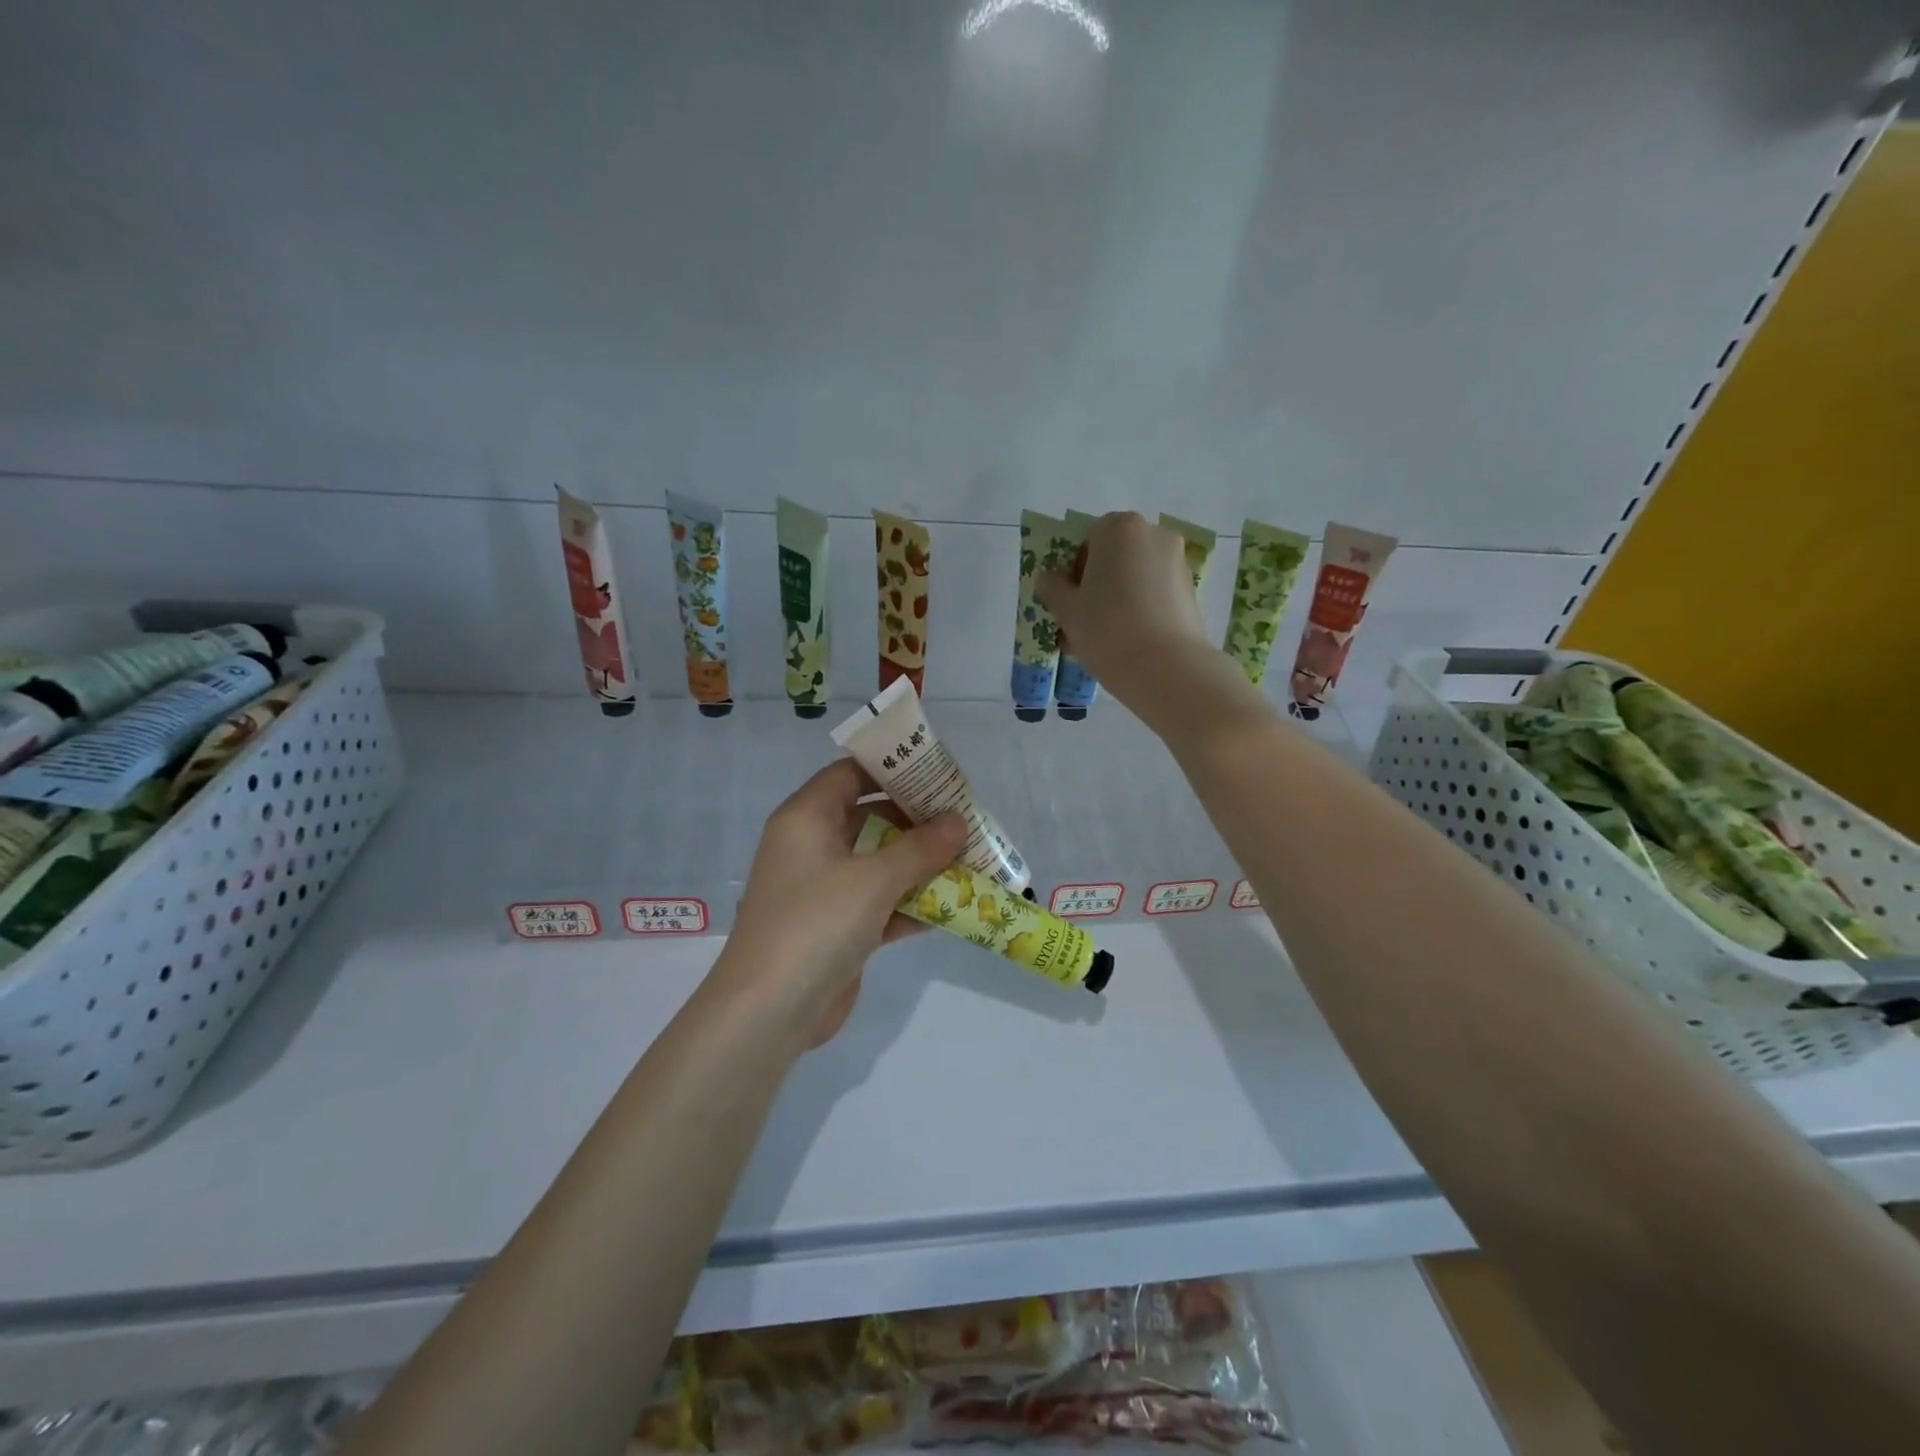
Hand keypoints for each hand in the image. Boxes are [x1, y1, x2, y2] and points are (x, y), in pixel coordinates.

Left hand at [717, 760, 967, 1048]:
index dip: (892, 770)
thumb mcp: (874, 879)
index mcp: (806, 819)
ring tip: (969, 859)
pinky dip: (910, 903)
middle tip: (963, 818)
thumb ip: (920, 847)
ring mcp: (824, 890)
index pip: (850, 774)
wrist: (769, 1012)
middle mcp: (812, 847)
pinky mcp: (836, 927)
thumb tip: (958, 821)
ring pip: (878, 863)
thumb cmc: (816, 924)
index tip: (936, 772)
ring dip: (919, 864)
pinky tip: (952, 906)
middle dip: (916, 820)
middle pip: (869, 818)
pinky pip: (880, 902)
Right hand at [1035, 512, 1211, 709]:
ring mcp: (1178, 563)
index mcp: (1120, 528)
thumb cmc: (1108, 629)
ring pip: (1135, 578)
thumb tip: (1048, 578)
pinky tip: (1128, 643)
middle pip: (1114, 557)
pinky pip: (1155, 595)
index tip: (1070, 602)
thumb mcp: (1066, 610)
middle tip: (1083, 622)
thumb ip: (1051, 587)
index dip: (1074, 571)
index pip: (1088, 540)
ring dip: (1117, 600)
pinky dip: (1140, 610)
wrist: (1167, 668)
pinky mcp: (1191, 591)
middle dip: (1097, 585)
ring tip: (1103, 640)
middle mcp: (1154, 535)